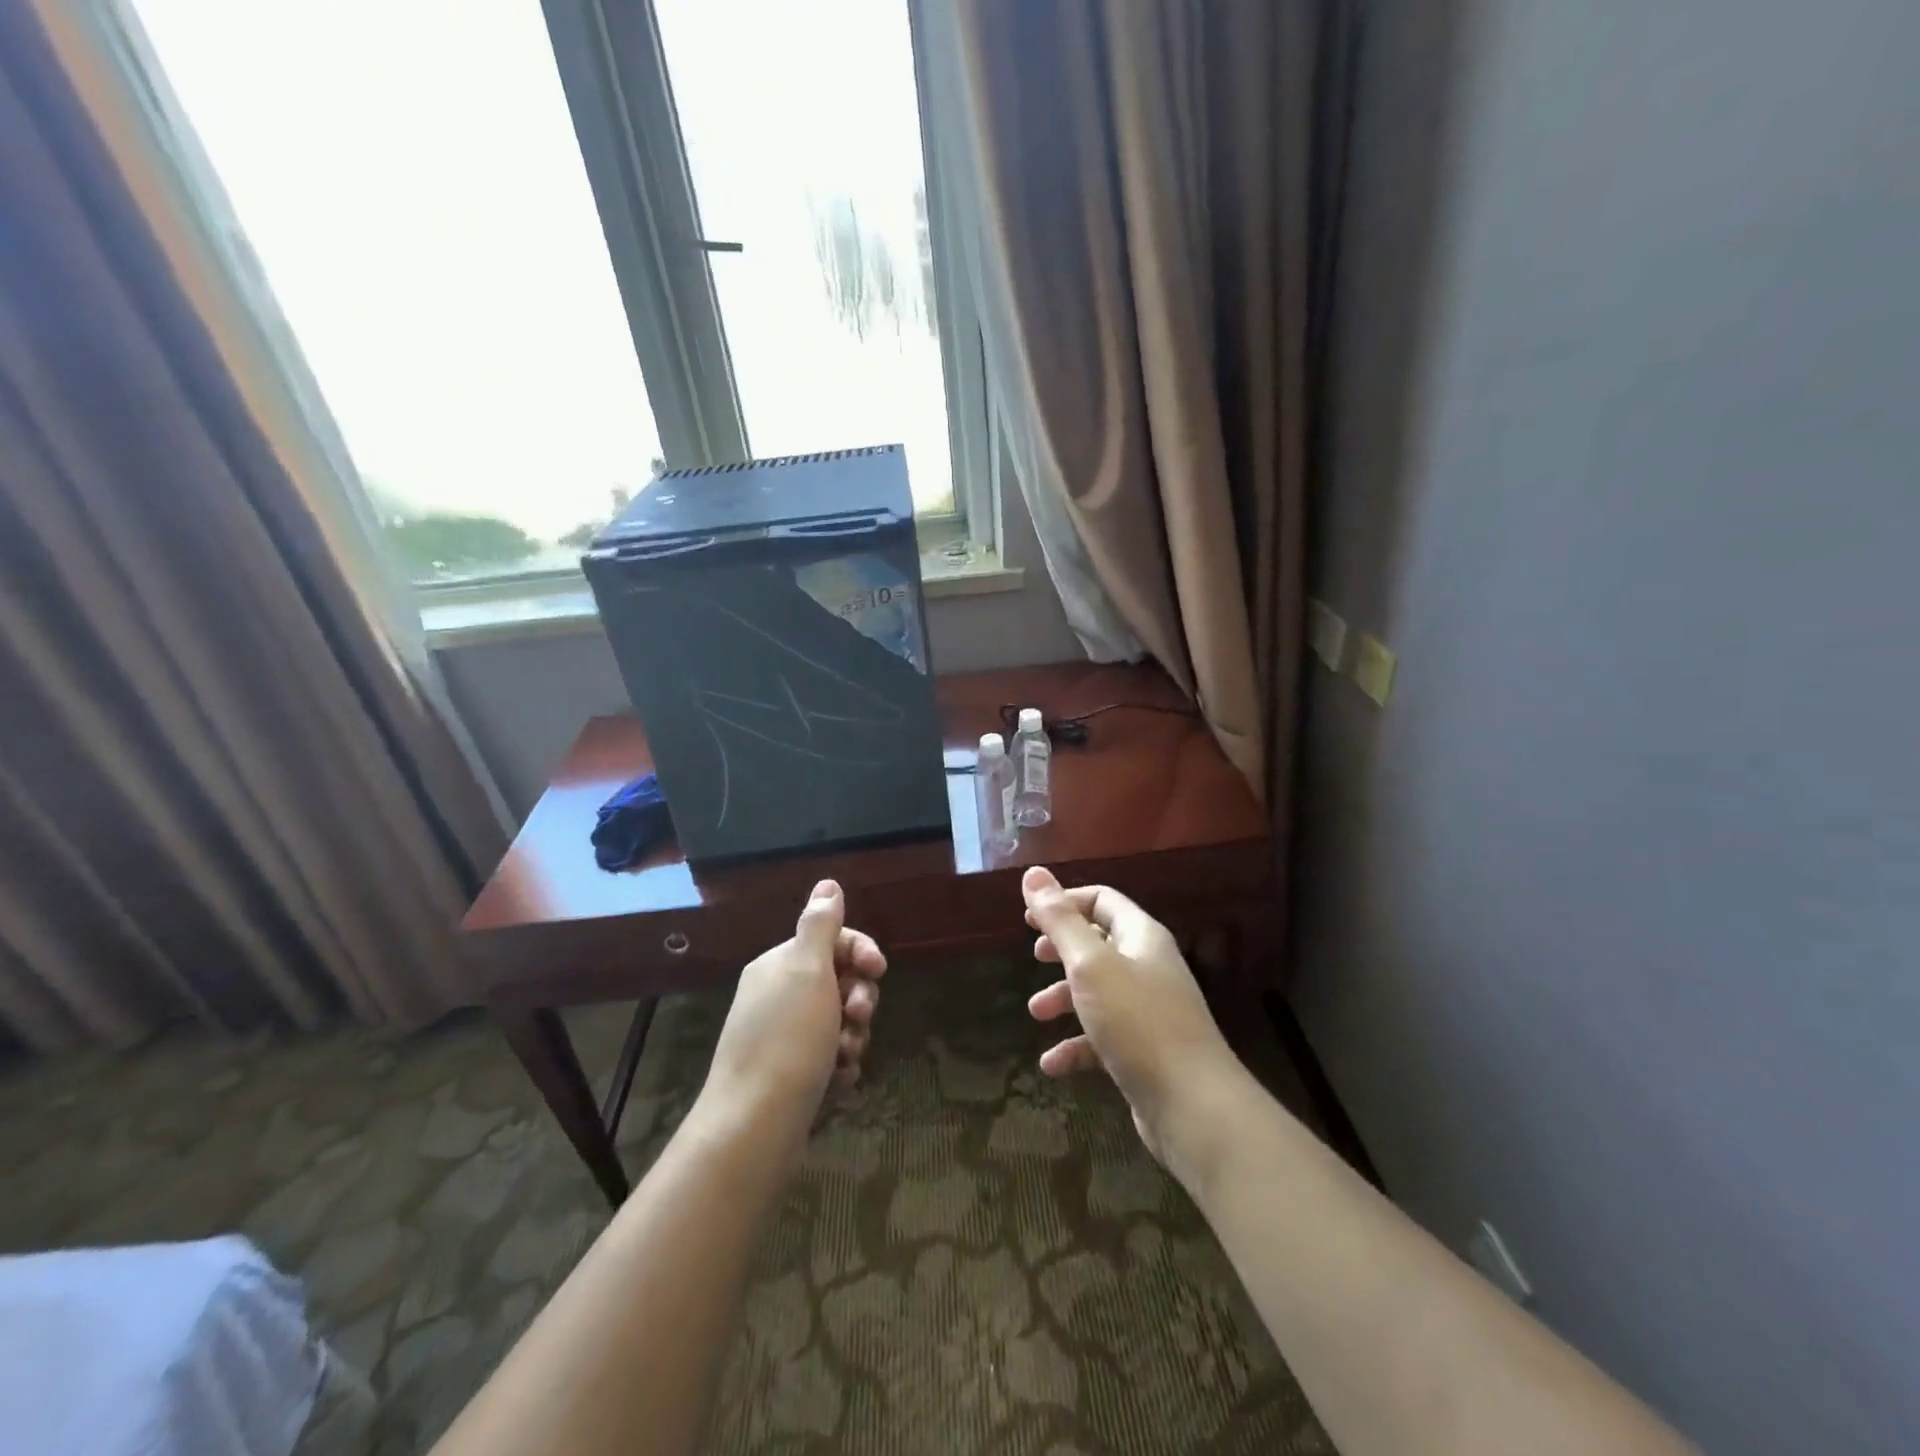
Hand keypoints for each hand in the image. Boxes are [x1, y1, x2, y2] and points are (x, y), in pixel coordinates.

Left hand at [700, 880, 885, 1149]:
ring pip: (839, 1022)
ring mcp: (782, 1037)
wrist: (753, 1127)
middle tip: (859, 1018)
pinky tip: (840, 1080)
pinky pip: (829, 1056)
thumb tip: (827, 884)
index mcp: (779, 965)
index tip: (879, 970)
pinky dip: (841, 1064)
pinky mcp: (790, 1074)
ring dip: (853, 1036)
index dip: (860, 952)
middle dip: (859, 998)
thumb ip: (820, 925)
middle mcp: (777, 995)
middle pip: (839, 981)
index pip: (831, 940)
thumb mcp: (808, 971)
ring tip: (846, 1057)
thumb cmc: (787, 1041)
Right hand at [1022, 865, 1238, 1159]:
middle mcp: (1148, 967)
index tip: (1029, 918)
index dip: (1065, 902)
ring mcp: (1149, 1012)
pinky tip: (1052, 1066)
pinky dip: (1076, 1046)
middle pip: (1100, 944)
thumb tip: (1033, 874)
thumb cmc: (1138, 1022)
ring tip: (1037, 1014)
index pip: (1102, 901)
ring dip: (1065, 998)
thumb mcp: (1090, 965)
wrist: (1193, 1106)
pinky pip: (1103, 1038)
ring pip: (1099, 992)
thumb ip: (1060, 921)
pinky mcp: (1145, 1052)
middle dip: (1063, 950)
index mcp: (1141, 937)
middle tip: (1034, 957)